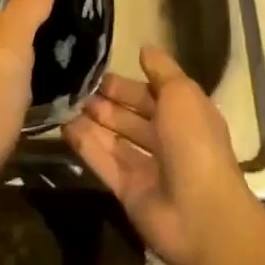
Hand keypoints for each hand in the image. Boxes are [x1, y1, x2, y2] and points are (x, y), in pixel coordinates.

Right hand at [63, 45, 256, 264]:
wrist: (201, 216)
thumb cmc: (194, 143)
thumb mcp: (182, 93)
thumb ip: (161, 70)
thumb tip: (144, 48)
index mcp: (186, 116)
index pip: (153, 94)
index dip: (128, 84)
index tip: (99, 73)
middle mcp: (168, 140)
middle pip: (132, 117)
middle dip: (107, 102)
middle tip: (77, 88)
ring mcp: (148, 168)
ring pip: (116, 139)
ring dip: (93, 121)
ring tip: (65, 104)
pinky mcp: (128, 191)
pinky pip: (104, 162)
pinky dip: (85, 145)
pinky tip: (64, 128)